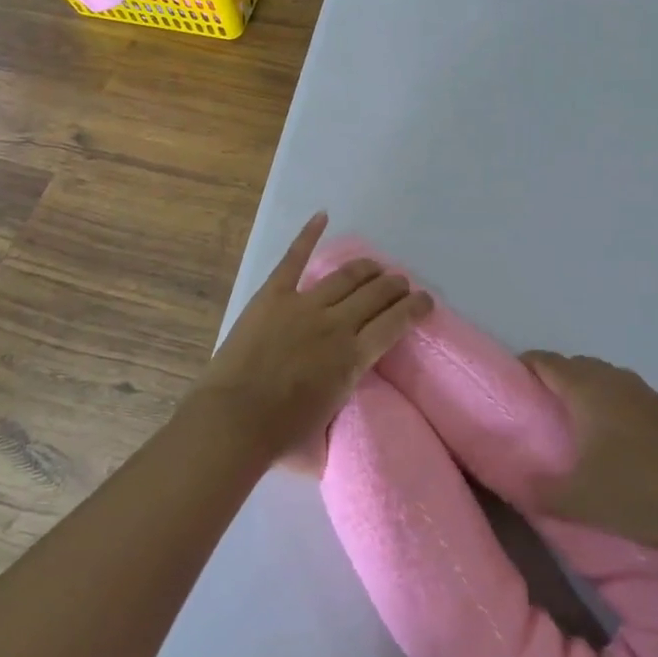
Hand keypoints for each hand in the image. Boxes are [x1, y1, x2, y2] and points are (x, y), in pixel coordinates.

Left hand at [197, 213, 432, 464]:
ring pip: (346, 276)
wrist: (231, 422)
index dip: (416, 308)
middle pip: (376, 294)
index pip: (396, 323)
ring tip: (376, 267)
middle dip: (395, 286)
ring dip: (366, 269)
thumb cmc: (278, 440)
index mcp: (353, 358)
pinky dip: (308, 235)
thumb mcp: (326, 441)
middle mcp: (336, 324)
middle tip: (401, 284)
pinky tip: (322, 216)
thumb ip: (340, 426)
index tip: (426, 301)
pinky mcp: (273, 295)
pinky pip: (294, 259)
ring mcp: (303, 305)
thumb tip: (343, 430)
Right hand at [523, 351, 657, 550]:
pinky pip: (620, 393)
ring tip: (566, 428)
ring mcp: (641, 391)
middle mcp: (611, 378)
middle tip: (531, 415)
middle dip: (548, 382)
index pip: (543, 361)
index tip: (506, 391)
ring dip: (579, 393)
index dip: (521, 369)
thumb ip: (541, 492)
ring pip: (598, 379)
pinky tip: (607, 439)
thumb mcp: (580, 501)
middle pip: (570, 366)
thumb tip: (513, 486)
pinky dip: (604, 405)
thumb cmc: (640, 491)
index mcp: (586, 387)